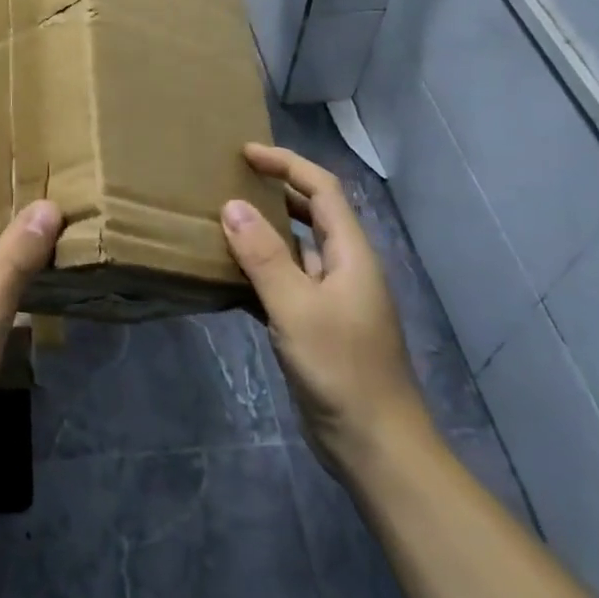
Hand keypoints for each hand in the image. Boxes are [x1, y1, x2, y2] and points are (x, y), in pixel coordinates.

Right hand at [222, 144, 426, 476]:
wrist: (375, 445)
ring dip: (266, 230)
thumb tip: (232, 205)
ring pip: (297, 248)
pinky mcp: (318, 325)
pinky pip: (287, 282)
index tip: (245, 153)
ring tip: (223, 219)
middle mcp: (345, 268)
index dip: (287, 164)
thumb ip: (263, 255)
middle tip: (231, 179)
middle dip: (276, 189)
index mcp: (351, 253)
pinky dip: (261, 269)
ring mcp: (333, 298)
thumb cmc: (341, 368)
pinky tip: (230, 274)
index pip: (322, 189)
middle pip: (312, 213)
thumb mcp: (296, 308)